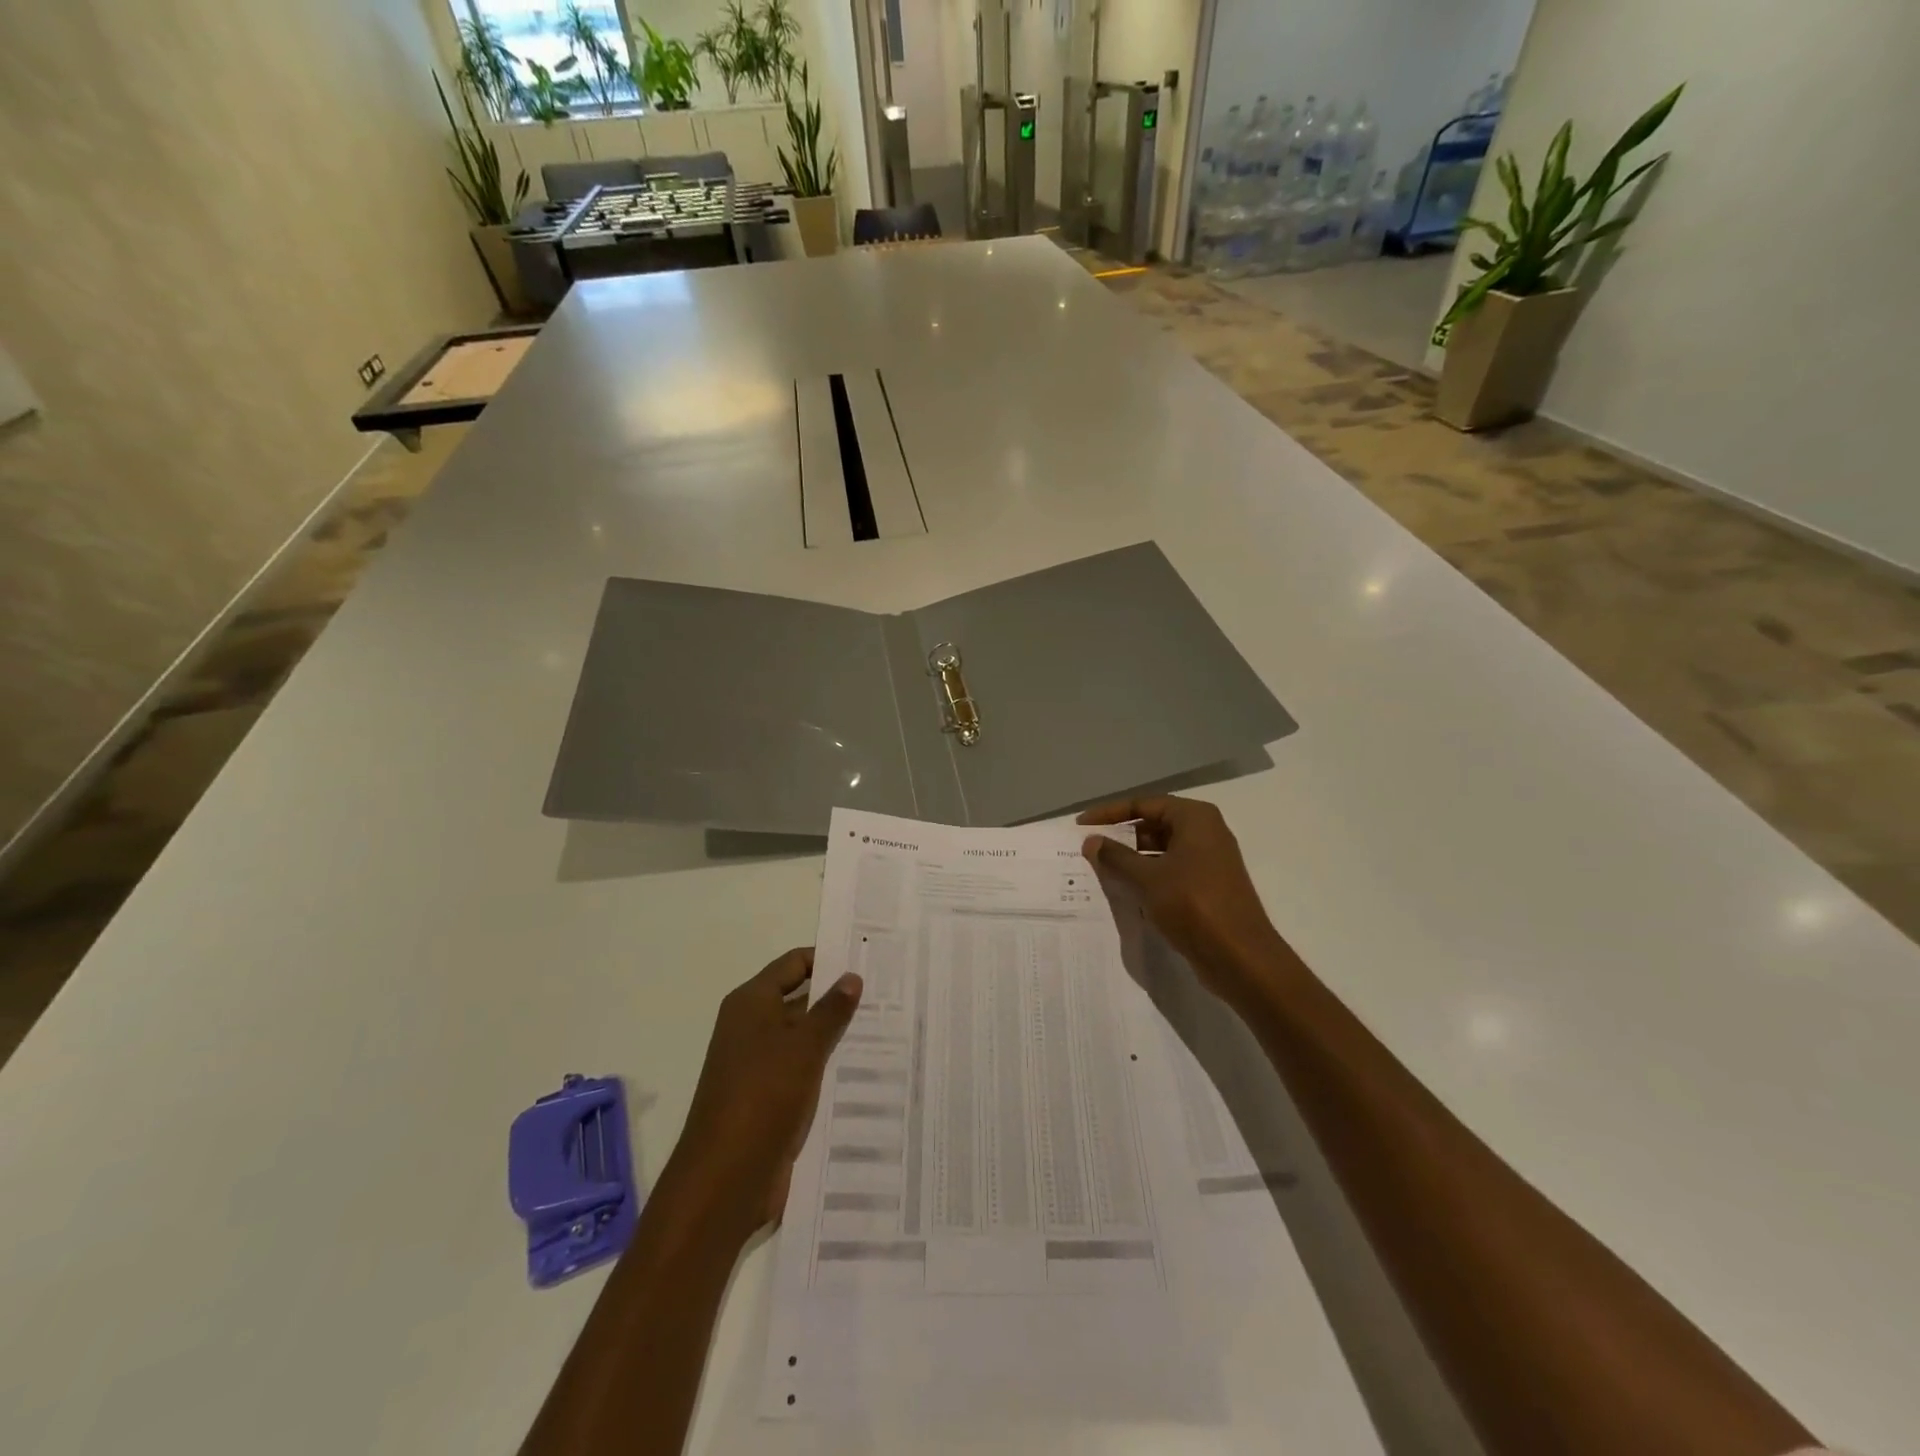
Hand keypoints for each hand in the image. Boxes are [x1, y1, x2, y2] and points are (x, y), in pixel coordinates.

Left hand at [665, 948, 861, 1239]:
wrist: (725, 1180)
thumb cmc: (763, 1097)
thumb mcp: (803, 1047)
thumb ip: (831, 1010)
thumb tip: (852, 976)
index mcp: (751, 1004)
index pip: (794, 964)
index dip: (828, 958)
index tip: (869, 958)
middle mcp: (753, 1028)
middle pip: (801, 1000)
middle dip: (840, 998)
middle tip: (889, 993)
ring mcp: (761, 1066)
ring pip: (806, 1039)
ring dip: (839, 1036)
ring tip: (890, 1029)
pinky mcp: (771, 1100)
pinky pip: (805, 1072)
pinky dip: (831, 1068)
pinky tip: (868, 1071)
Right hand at [1080, 796, 1294, 1008]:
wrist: (1240, 957)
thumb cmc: (1193, 905)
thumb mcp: (1147, 878)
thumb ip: (1116, 857)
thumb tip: (1091, 841)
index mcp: (1195, 818)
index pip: (1144, 804)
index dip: (1110, 813)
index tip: (1081, 825)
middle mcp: (1205, 832)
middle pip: (1154, 825)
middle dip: (1121, 836)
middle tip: (1089, 848)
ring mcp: (1209, 860)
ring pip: (1161, 850)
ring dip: (1132, 859)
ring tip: (1100, 870)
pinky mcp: (1208, 886)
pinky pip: (1171, 871)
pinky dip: (1148, 876)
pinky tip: (1125, 891)